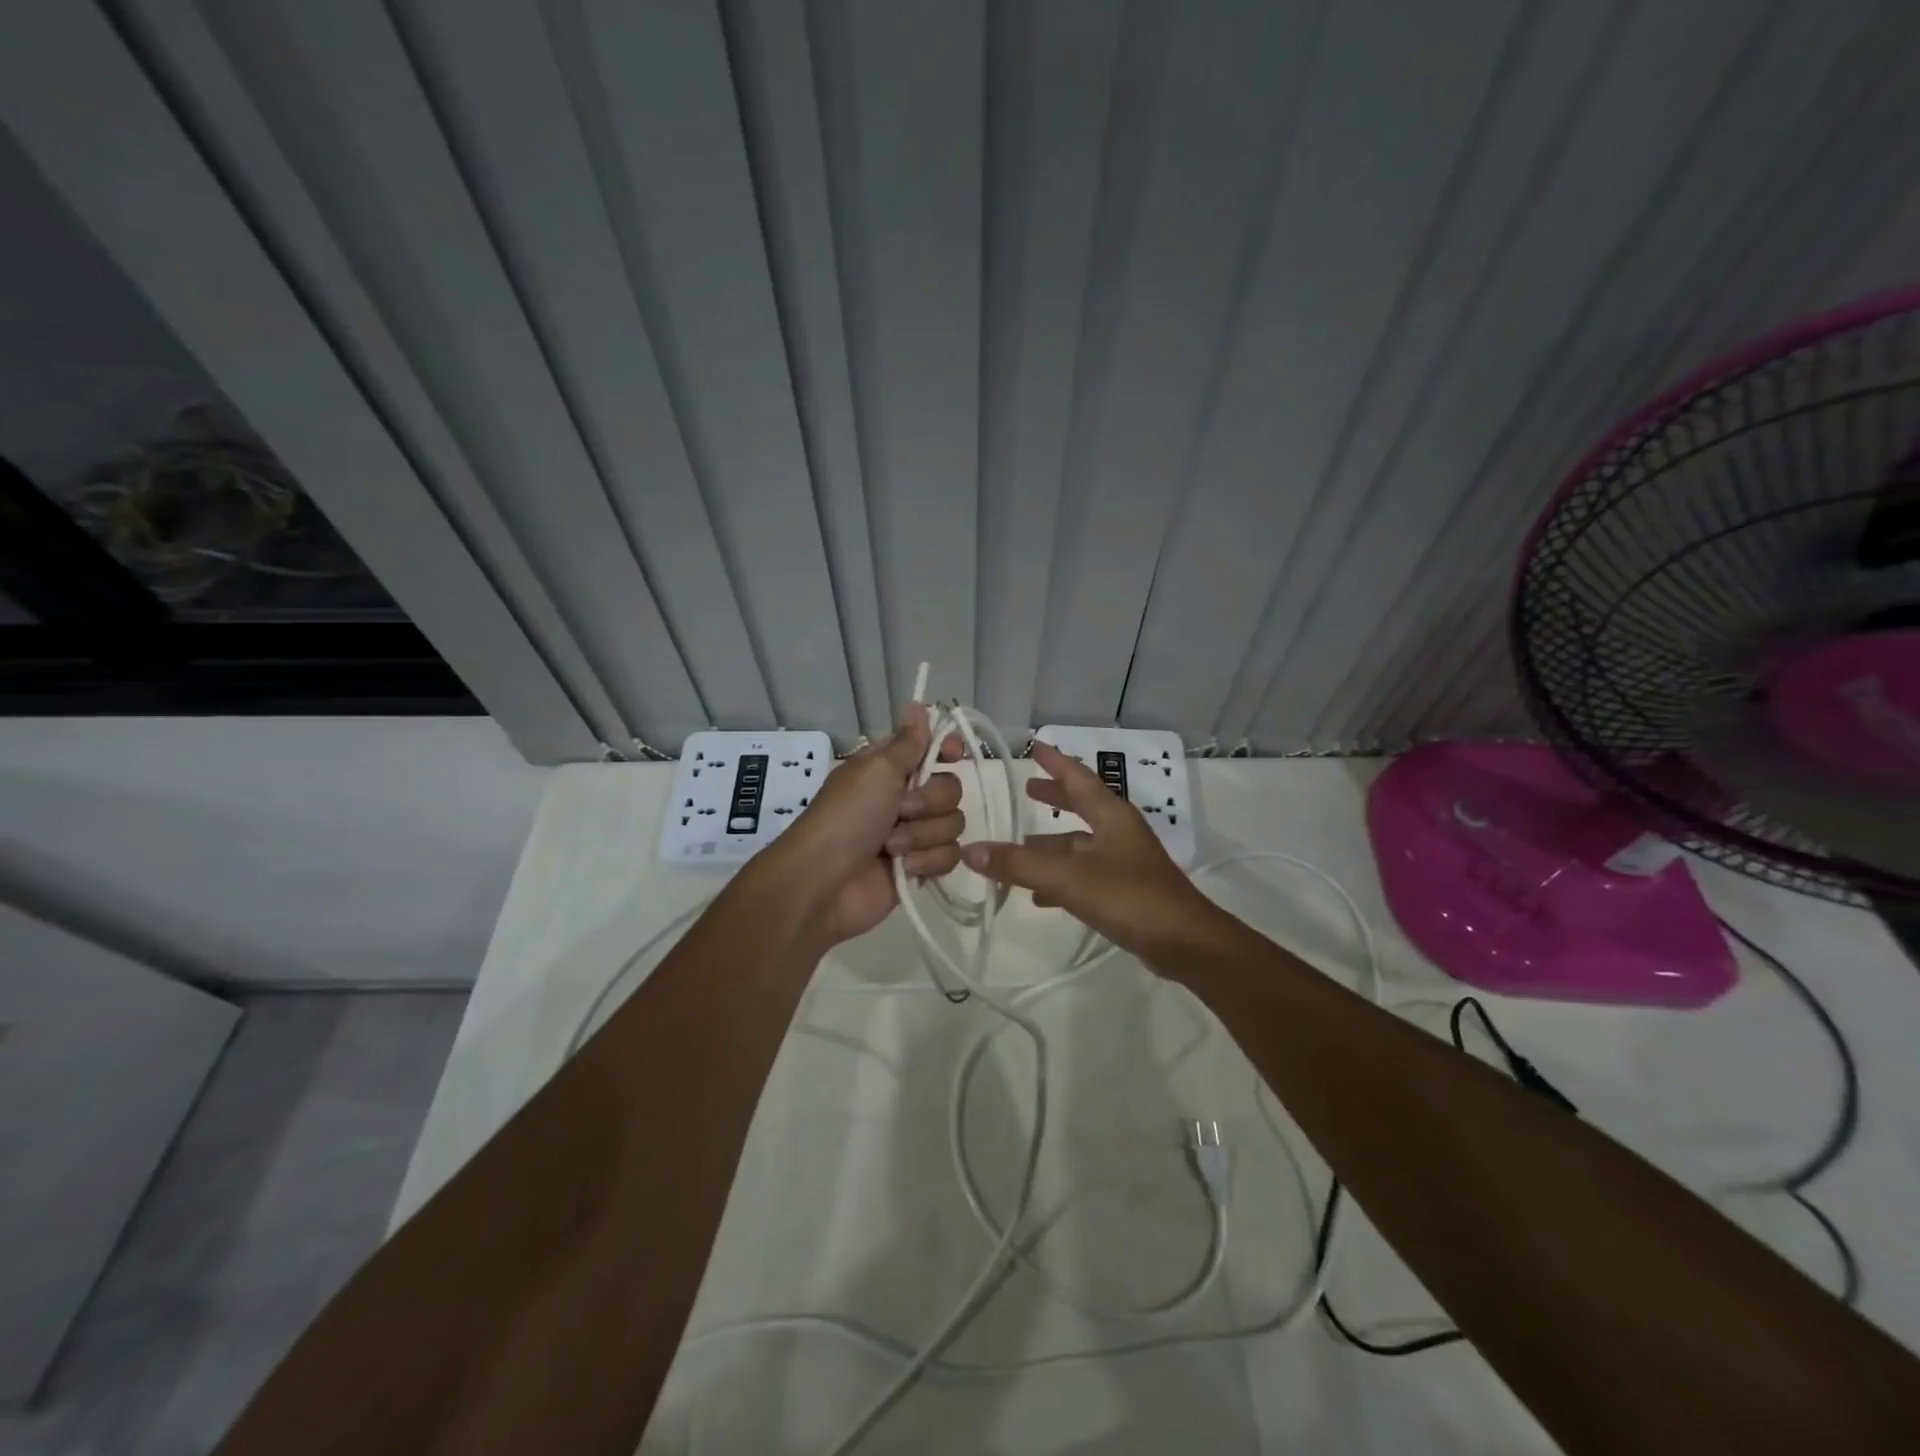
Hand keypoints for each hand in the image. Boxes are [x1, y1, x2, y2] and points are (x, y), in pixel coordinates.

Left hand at [774, 704, 965, 945]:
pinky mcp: (919, 867)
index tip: (952, 754)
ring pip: (952, 824)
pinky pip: (949, 856)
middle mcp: (903, 797)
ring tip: (892, 848)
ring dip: (923, 835)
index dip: (946, 749)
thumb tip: (919, 705)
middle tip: (900, 812)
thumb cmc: (847, 817)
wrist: (824, 884)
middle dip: (929, 802)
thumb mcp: (876, 770)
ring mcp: (912, 834)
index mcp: (889, 769)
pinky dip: (927, 862)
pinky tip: (905, 869)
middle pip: (950, 788)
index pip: (931, 748)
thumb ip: (907, 742)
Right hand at [961, 740, 1215, 956]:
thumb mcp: (1068, 878)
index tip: (1034, 746)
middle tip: (1027, 788)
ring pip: (1080, 845)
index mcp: (1111, 815)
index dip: (1055, 762)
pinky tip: (1039, 897)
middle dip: (1054, 797)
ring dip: (1051, 845)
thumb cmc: (1129, 897)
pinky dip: (1061, 878)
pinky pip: (1085, 875)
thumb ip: (1019, 865)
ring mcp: (1125, 862)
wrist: (1186, 943)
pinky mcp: (1127, 891)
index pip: (1078, 777)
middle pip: (1081, 806)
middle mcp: (1119, 832)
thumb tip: (971, 850)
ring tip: (1018, 850)